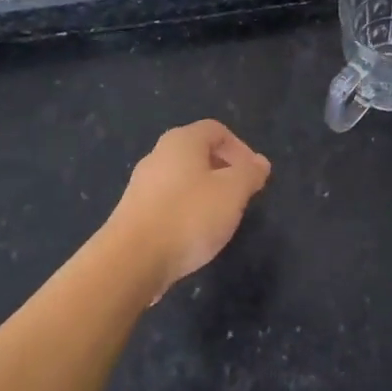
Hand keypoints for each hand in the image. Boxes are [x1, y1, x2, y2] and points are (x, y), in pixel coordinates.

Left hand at [107, 120, 271, 291]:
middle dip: (224, 171)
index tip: (254, 176)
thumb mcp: (233, 192)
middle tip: (241, 197)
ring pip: (182, 179)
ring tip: (220, 219)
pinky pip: (167, 202)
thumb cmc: (189, 216)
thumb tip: (260, 163)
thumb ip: (250, 173)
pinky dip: (185, 211)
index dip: (241, 149)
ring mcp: (141, 184)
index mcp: (182, 141)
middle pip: (198, 153)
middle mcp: (158, 155)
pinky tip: (193, 235)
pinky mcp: (133, 212)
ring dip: (205, 193)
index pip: (217, 130)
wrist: (131, 260)